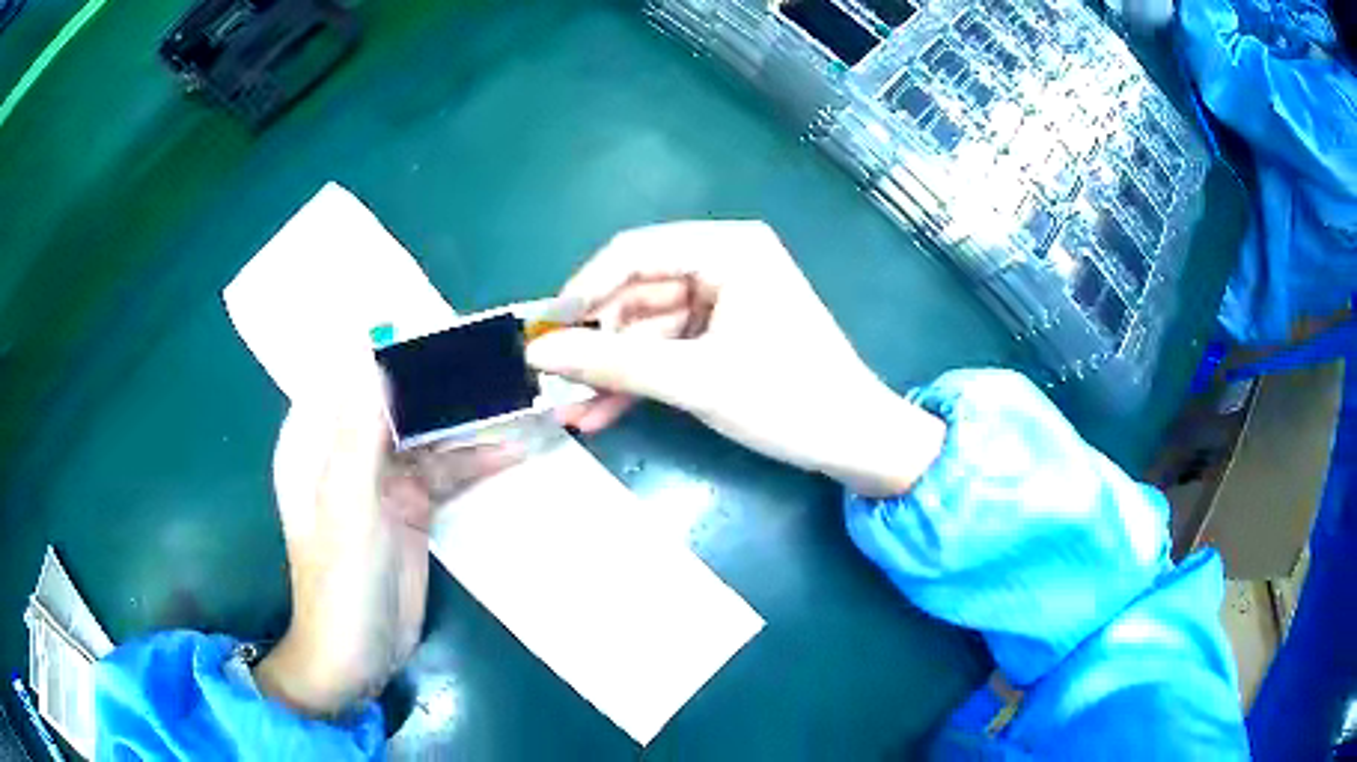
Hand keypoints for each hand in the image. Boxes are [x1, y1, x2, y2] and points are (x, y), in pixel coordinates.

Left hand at [254, 367, 515, 716]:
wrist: (358, 657)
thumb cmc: (340, 584)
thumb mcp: (348, 508)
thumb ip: (357, 434)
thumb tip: (372, 355)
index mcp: (316, 437)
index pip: (352, 370)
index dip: (393, 342)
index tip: (445, 323)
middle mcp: (347, 447)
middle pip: (397, 396)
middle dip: (442, 377)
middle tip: (499, 354)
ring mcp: (382, 478)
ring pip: (426, 430)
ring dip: (467, 417)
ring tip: (517, 394)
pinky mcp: (411, 505)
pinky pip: (445, 469)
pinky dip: (476, 458)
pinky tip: (514, 447)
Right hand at [525, 221, 944, 496]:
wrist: (855, 444)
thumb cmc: (788, 399)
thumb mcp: (696, 379)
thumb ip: (613, 363)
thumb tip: (537, 354)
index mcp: (727, 249)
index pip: (632, 252)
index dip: (581, 290)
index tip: (542, 334)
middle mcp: (722, 264)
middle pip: (635, 293)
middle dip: (594, 342)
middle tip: (549, 380)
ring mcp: (721, 304)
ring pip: (645, 330)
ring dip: (609, 370)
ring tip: (566, 409)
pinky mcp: (722, 339)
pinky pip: (665, 352)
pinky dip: (636, 381)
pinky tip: (598, 414)